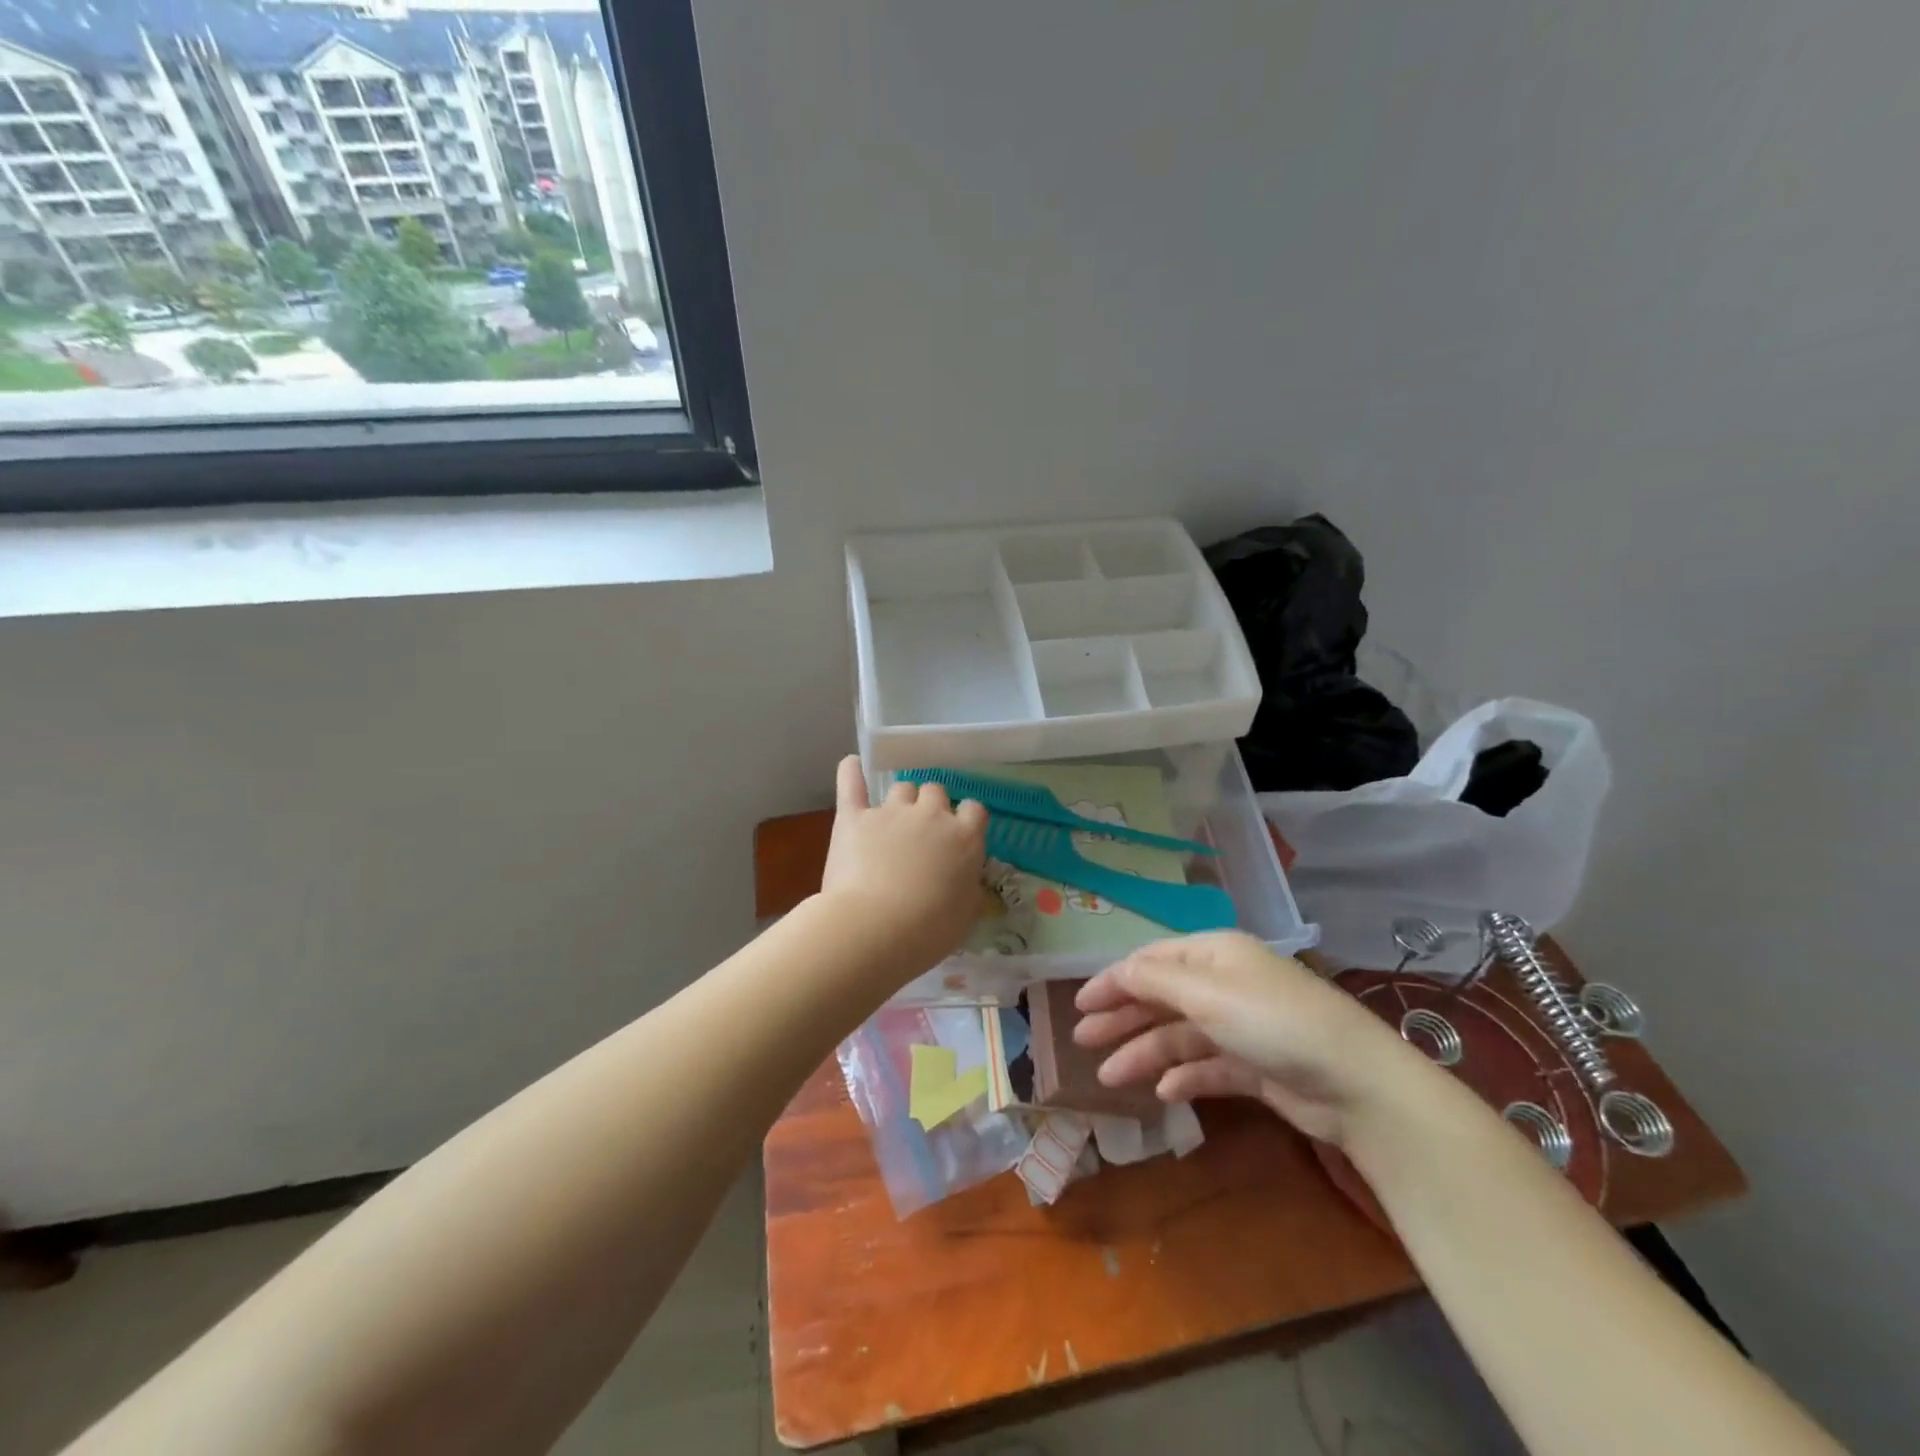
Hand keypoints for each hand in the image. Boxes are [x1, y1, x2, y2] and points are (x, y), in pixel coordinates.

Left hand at [819, 756, 988, 977]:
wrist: (874, 928)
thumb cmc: (928, 930)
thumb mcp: (966, 915)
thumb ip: (970, 889)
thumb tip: (969, 882)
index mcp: (964, 838)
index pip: (975, 810)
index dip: (966, 819)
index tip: (959, 835)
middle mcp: (931, 815)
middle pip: (936, 792)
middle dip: (931, 806)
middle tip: (922, 832)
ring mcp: (891, 812)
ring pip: (902, 787)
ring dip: (901, 799)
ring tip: (892, 818)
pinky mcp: (854, 817)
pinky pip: (852, 783)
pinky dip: (851, 771)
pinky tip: (852, 764)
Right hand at [1073, 932, 1434, 1146]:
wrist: (1357, 1085)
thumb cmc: (1272, 1022)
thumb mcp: (1206, 993)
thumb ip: (1154, 980)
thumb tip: (1117, 970)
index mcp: (1214, 953)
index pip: (1151, 960)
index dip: (1113, 980)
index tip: (1078, 1004)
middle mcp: (1225, 983)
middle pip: (1161, 997)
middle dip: (1122, 1017)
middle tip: (1083, 1040)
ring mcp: (1241, 1026)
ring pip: (1179, 1035)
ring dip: (1144, 1053)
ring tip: (1111, 1078)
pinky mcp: (1256, 1066)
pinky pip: (1207, 1066)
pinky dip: (1184, 1077)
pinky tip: (1164, 1092)